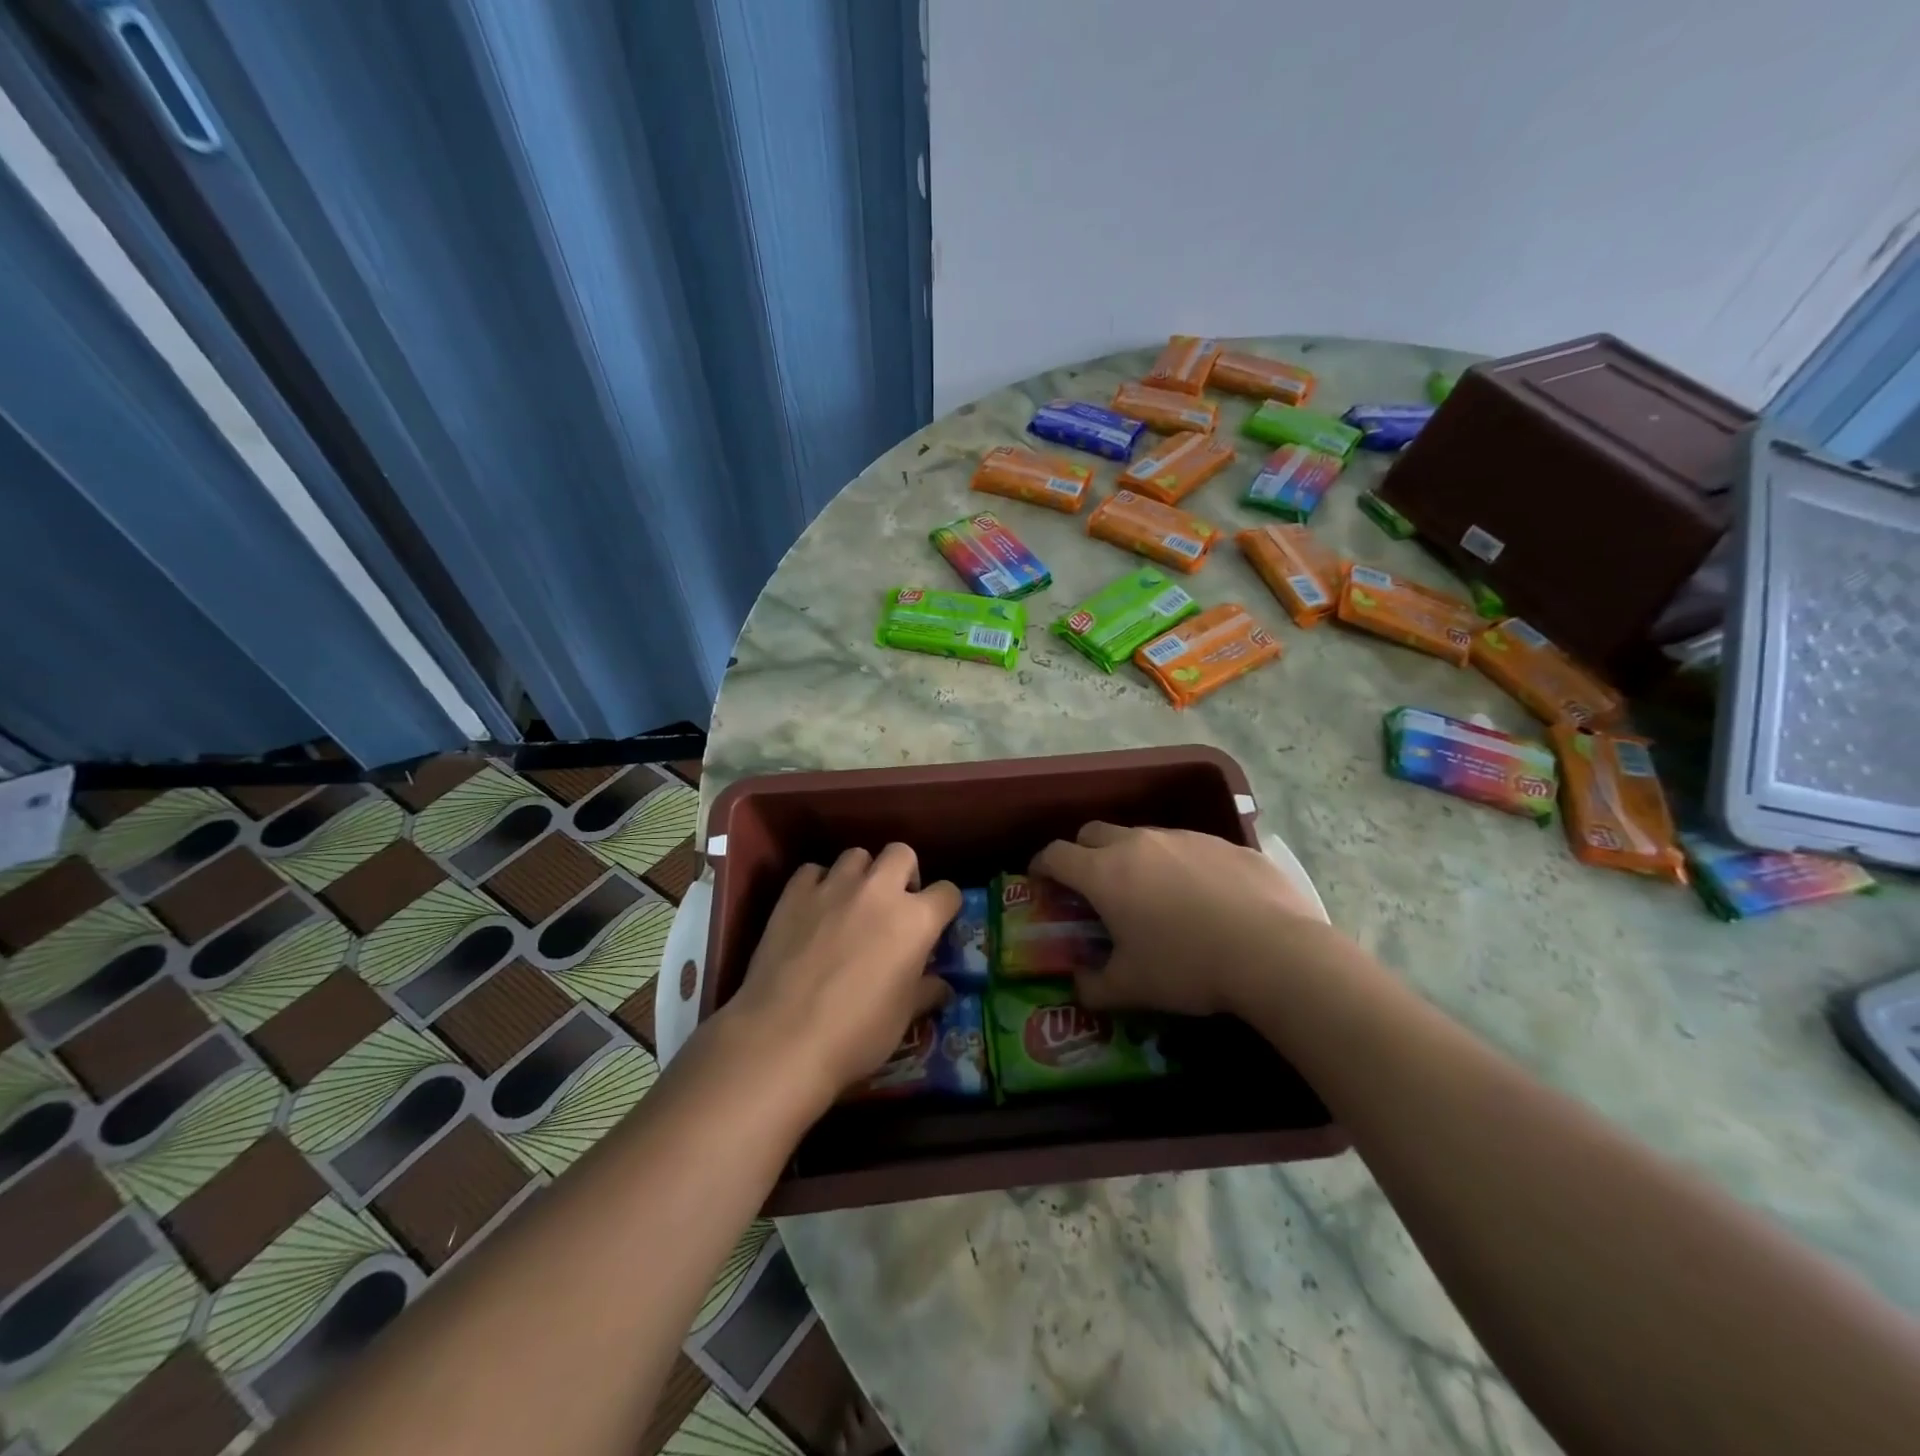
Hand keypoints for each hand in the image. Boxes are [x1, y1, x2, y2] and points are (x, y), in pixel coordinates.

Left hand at [723, 845, 959, 1106]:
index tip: (937, 924)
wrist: (783, 1037)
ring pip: (856, 855)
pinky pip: (812, 871)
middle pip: (901, 853)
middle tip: (894, 904)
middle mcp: (879, 891)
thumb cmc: (857, 1032)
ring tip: (851, 904)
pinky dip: (817, 884)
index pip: (948, 892)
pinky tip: (812, 909)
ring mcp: (834, 887)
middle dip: (903, 872)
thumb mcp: (904, 1017)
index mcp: (916, 920)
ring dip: (860, 874)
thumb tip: (942, 987)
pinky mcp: (794, 893)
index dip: (945, 907)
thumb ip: (926, 992)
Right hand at [1030, 822, 1328, 1018]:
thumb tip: (1079, 987)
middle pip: (1094, 832)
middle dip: (1083, 853)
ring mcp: (1184, 837)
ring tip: (1153, 896)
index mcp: (1105, 873)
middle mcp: (1139, 843)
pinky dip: (1180, 865)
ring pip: (1143, 837)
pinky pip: (1188, 847)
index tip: (1040, 879)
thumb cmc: (1188, 967)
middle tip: (1092, 886)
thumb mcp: (1132, 988)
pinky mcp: (1224, 843)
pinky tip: (1204, 899)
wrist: (1275, 952)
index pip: (1056, 853)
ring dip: (1134, 858)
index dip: (1041, 864)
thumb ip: (1095, 987)